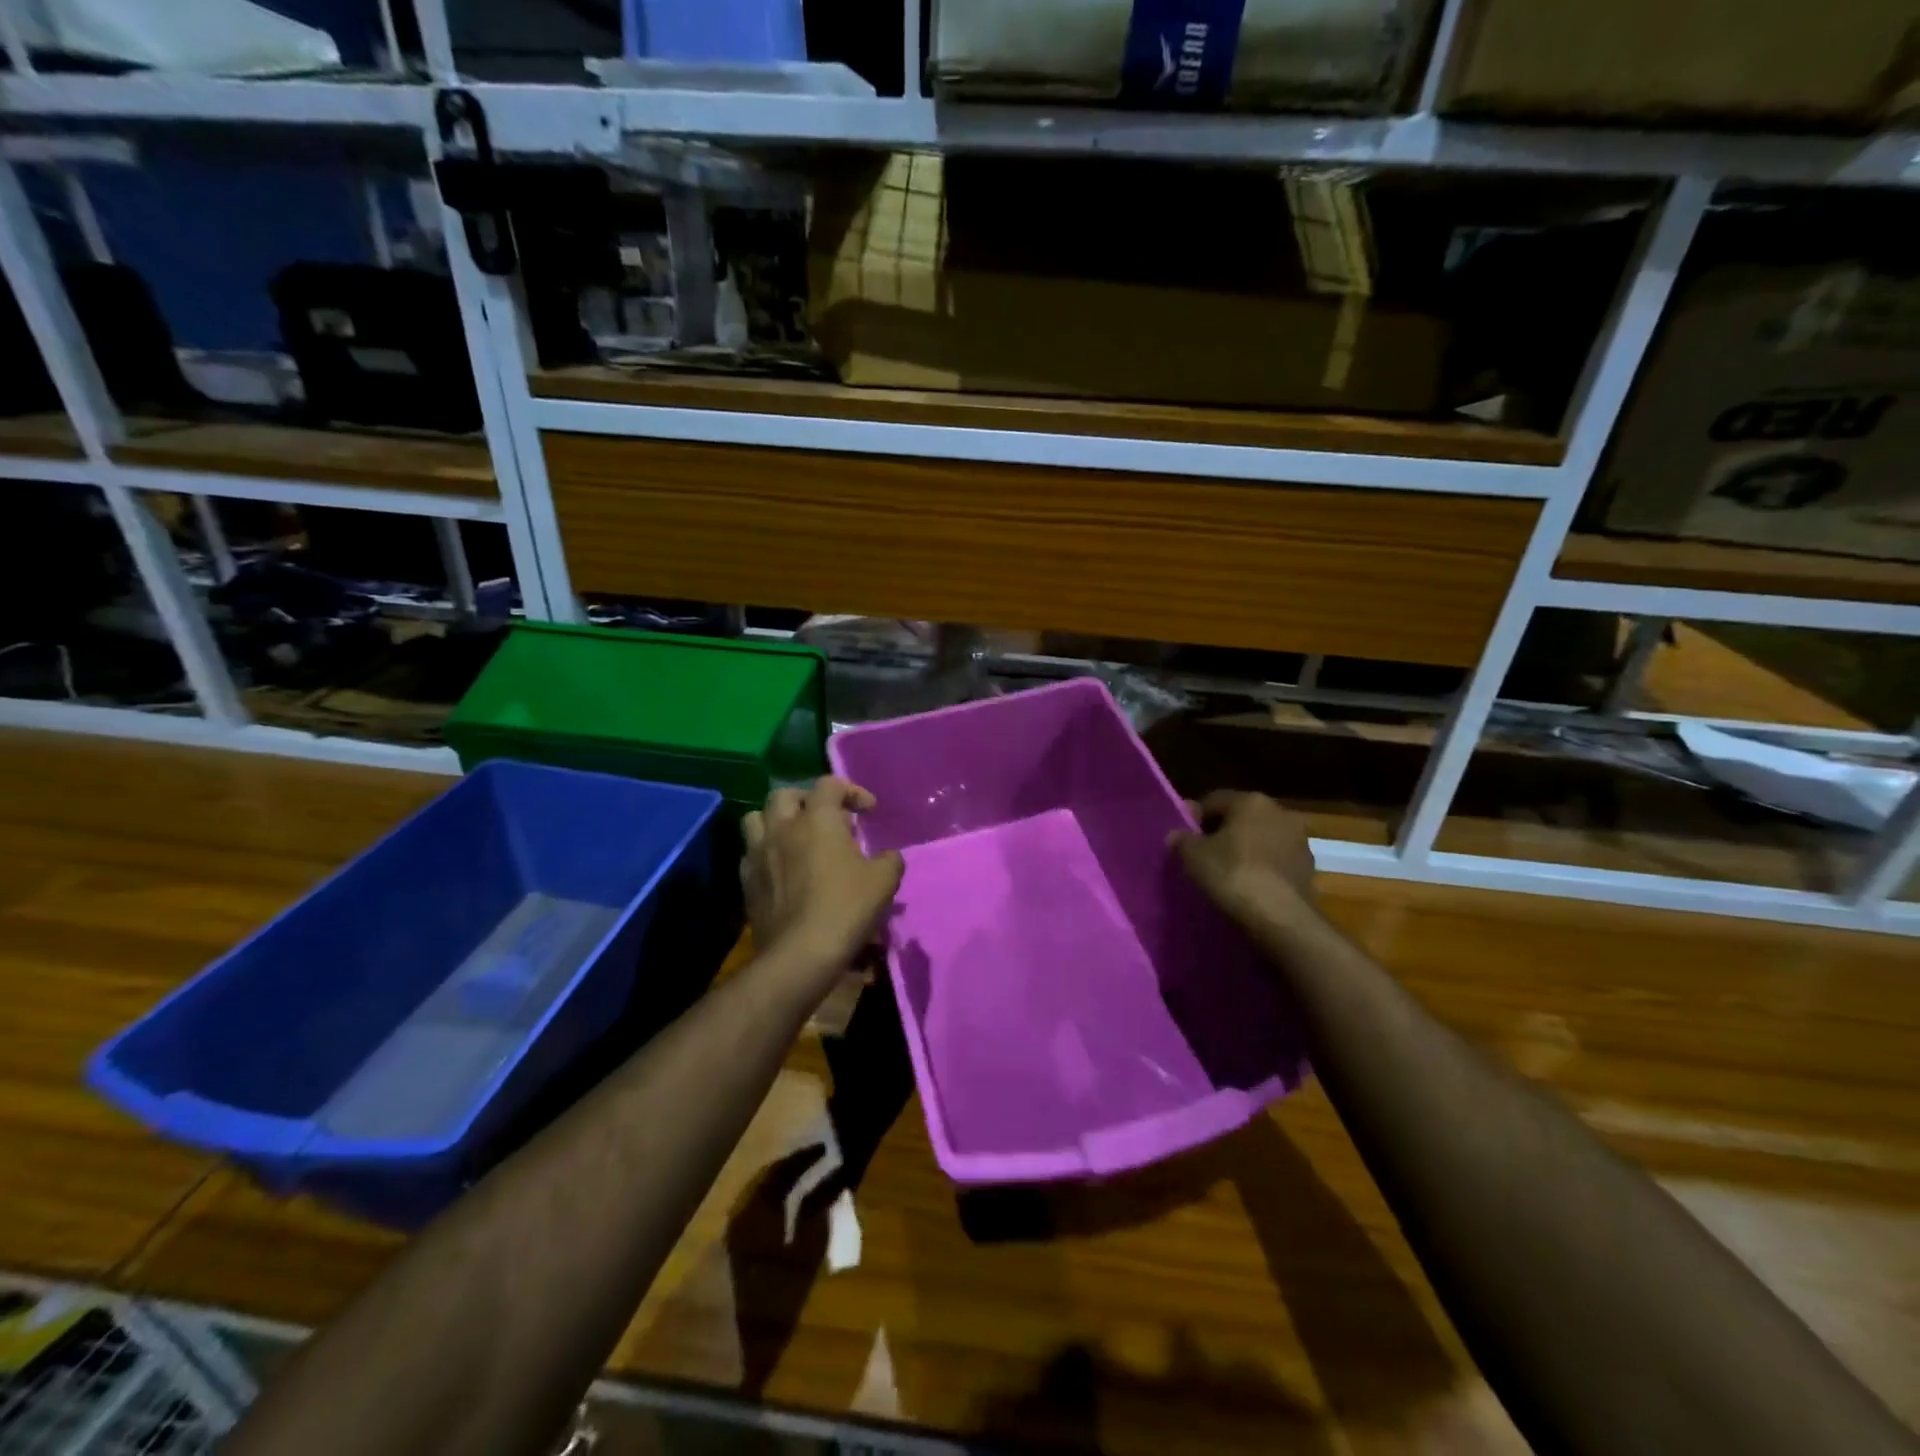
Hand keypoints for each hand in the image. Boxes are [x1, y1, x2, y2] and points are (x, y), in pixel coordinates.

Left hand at [742, 777, 904, 975]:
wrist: (800, 953)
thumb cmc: (846, 908)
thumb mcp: (884, 881)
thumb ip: (889, 860)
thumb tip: (888, 857)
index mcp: (817, 818)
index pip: (830, 784)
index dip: (852, 791)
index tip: (868, 812)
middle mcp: (782, 827)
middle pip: (785, 794)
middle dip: (807, 800)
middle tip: (826, 819)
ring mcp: (758, 853)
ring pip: (756, 819)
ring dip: (776, 821)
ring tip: (794, 837)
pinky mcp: (746, 881)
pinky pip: (750, 854)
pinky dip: (765, 853)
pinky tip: (781, 869)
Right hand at [1170, 791, 1321, 931]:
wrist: (1281, 918)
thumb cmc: (1233, 874)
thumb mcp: (1193, 856)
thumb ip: (1181, 840)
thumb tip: (1177, 835)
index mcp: (1251, 801)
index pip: (1213, 800)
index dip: (1194, 818)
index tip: (1183, 838)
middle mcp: (1280, 812)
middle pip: (1241, 818)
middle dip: (1222, 833)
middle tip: (1202, 855)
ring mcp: (1299, 841)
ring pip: (1261, 840)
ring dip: (1245, 851)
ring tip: (1226, 874)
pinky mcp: (1309, 869)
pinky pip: (1276, 862)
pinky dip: (1262, 870)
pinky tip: (1248, 888)